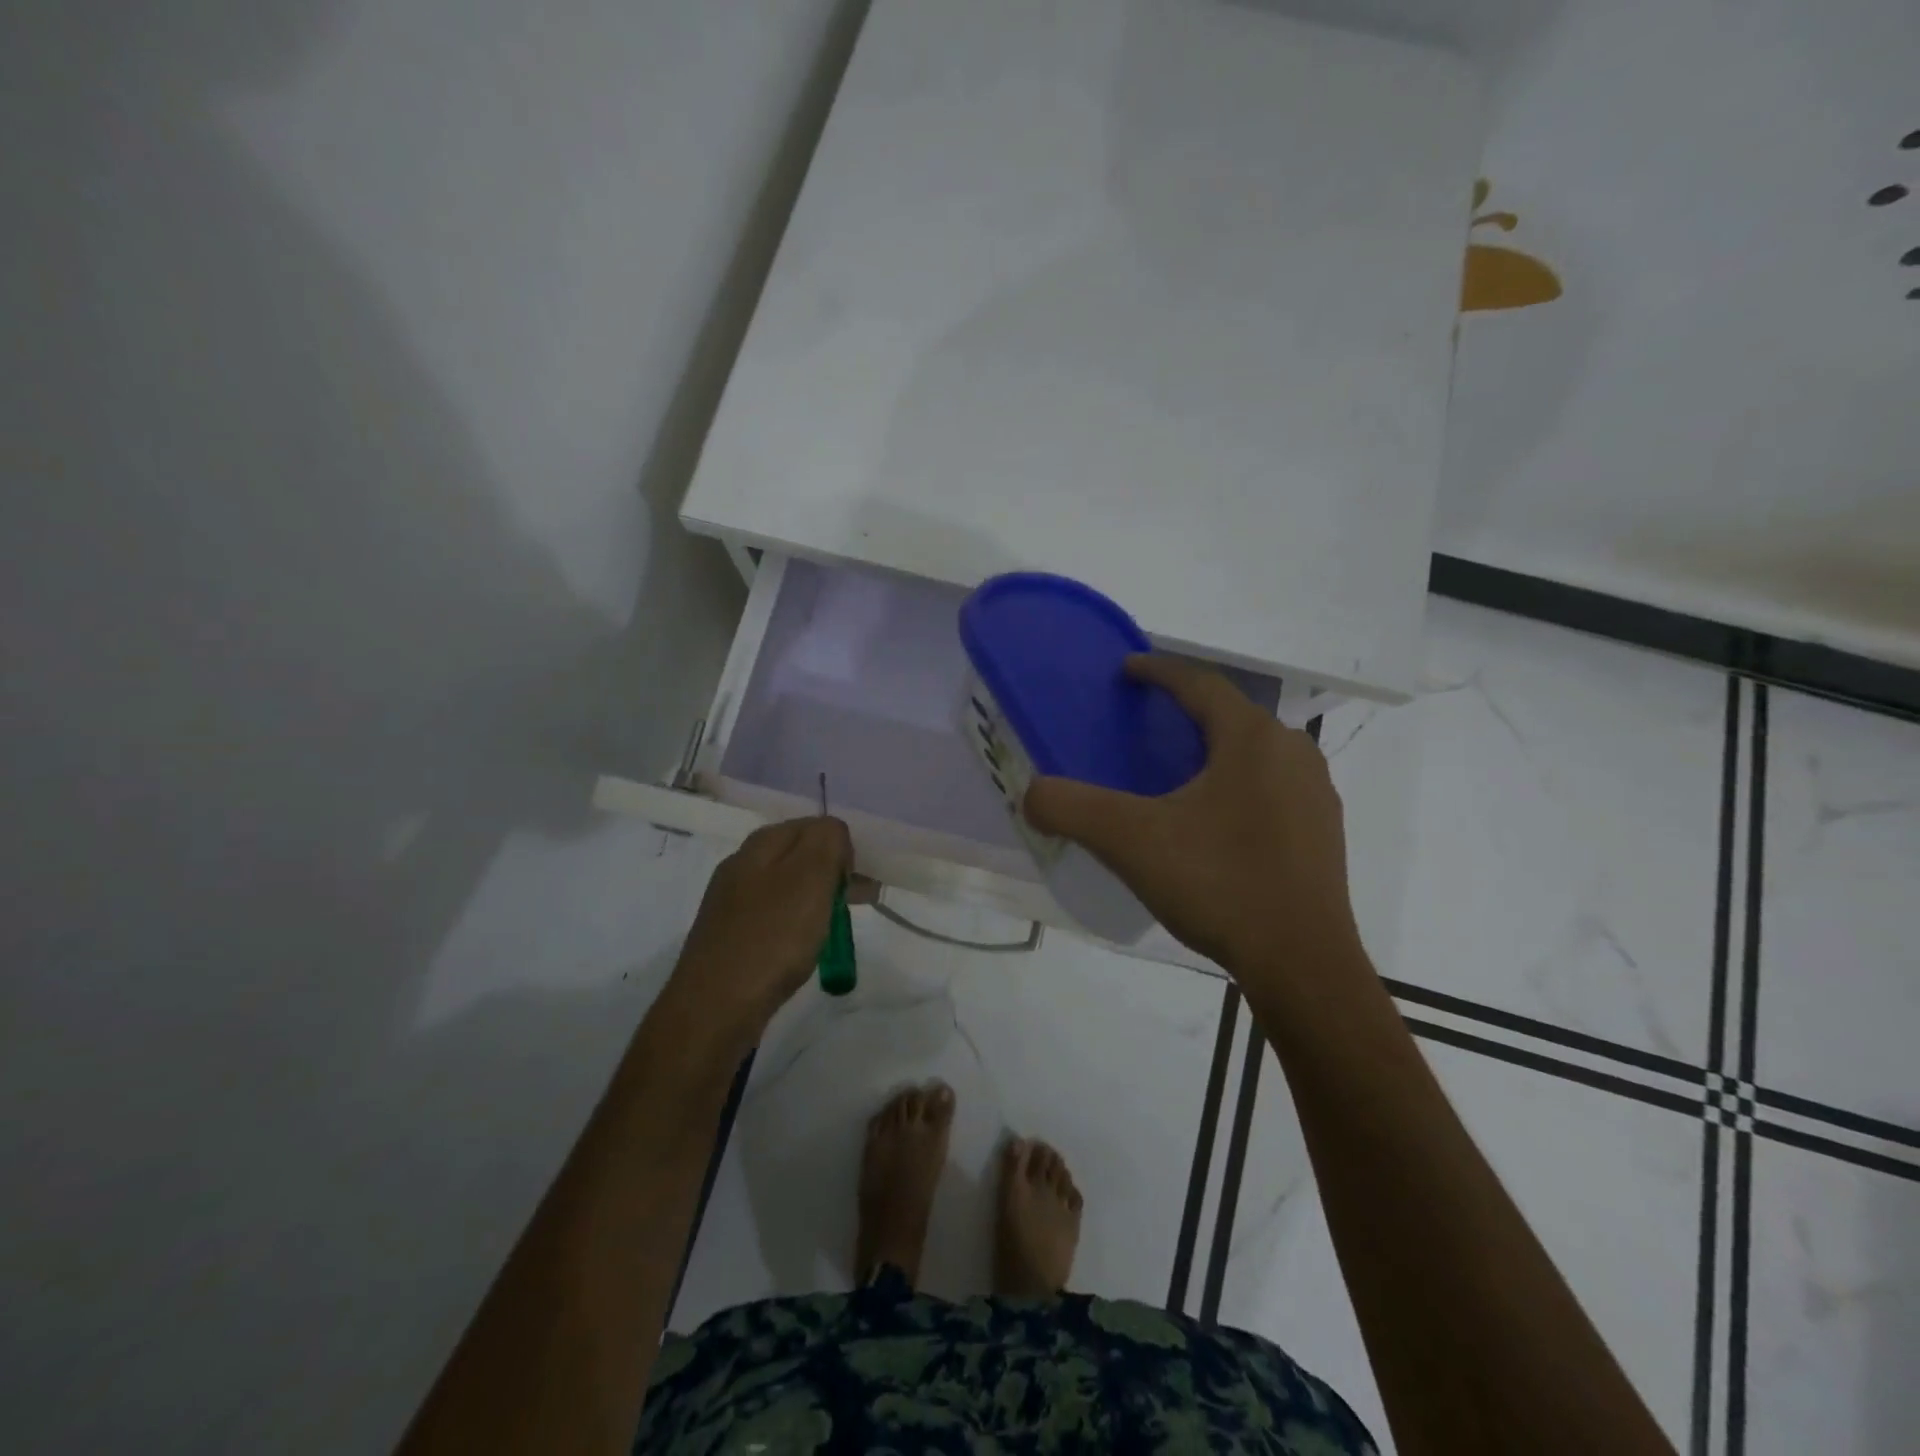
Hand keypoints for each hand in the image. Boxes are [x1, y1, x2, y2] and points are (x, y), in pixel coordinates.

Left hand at [665, 816, 851, 1046]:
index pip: (814, 825)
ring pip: (787, 887)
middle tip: (858, 902)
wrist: (714, 1008)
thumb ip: (827, 841)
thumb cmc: (772, 938)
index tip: (856, 881)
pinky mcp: (731, 936)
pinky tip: (803, 946)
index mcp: (760, 844)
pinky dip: (797, 924)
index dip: (841, 847)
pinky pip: (774, 917)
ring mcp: (732, 902)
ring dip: (817, 899)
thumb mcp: (810, 877)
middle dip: (832, 873)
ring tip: (838, 927)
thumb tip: (832, 833)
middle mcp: (742, 865)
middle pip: (799, 855)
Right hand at [1024, 656, 1360, 983]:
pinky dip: (1238, 785)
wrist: (1302, 965)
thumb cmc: (1219, 884)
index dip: (1159, 670)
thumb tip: (1032, 793)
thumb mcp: (1130, 842)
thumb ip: (1072, 808)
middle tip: (1145, 725)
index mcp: (1251, 739)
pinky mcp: (1323, 833)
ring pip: (1255, 753)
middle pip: (1230, 715)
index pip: (1200, 684)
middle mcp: (1292, 752)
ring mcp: (1315, 794)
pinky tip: (1215, 822)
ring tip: (1177, 773)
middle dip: (1186, 710)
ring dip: (1215, 750)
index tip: (1128, 670)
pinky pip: (1273, 788)